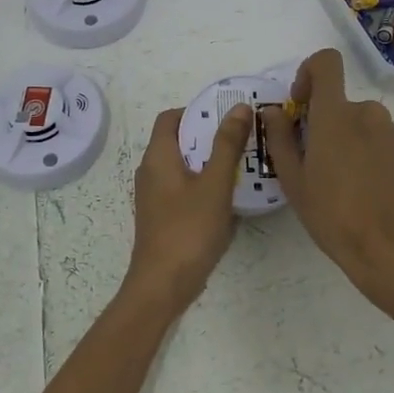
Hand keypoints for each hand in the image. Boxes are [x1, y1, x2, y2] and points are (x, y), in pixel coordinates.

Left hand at [127, 102, 254, 315]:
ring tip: (242, 163)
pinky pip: (183, 187)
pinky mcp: (162, 216)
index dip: (197, 110)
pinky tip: (228, 195)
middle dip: (209, 135)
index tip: (227, 115)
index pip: (171, 117)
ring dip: (208, 160)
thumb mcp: (215, 183)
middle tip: (242, 137)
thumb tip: (238, 107)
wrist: (163, 285)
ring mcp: (154, 195)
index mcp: (157, 157)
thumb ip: (227, 145)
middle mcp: (150, 171)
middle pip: (178, 140)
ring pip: (183, 166)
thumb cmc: (188, 229)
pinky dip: (203, 182)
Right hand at [260, 48, 393, 312]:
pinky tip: (352, 188)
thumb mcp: (293, 178)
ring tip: (329, 179)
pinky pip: (371, 138)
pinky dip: (358, 151)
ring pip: (354, 121)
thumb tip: (273, 111)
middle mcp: (366, 113)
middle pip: (337, 100)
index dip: (308, 72)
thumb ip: (280, 138)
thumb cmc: (332, 213)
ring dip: (339, 138)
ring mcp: (388, 132)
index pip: (327, 62)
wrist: (389, 247)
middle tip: (306, 160)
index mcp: (336, 114)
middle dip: (319, 120)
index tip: (299, 104)